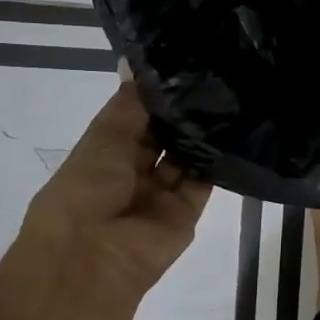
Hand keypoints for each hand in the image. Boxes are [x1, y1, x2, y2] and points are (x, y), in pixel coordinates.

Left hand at [20, 71, 211, 305]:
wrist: (92, 260)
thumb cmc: (84, 191)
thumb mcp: (103, 137)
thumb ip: (129, 103)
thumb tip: (133, 59)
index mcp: (104, 155)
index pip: (135, 117)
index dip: (154, 93)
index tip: (182, 60)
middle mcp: (133, 173)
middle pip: (163, 136)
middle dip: (182, 111)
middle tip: (214, 72)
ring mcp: (161, 194)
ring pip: (186, 156)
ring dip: (201, 132)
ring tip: (230, 92)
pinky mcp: (187, 212)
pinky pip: (204, 180)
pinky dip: (217, 158)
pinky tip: (235, 126)